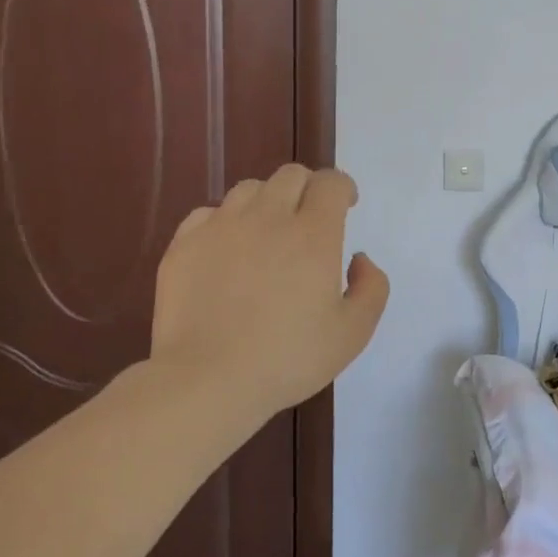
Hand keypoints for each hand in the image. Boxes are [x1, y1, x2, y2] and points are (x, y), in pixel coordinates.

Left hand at [138, 165, 389, 425]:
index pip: (330, 182)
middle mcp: (268, 217)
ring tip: (267, 234)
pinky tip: (228, 251)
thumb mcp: (353, 333)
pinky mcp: (185, 245)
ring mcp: (221, 227)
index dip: (342, 188)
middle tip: (309, 219)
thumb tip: (359, 258)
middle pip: (291, 175)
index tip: (346, 206)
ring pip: (249, 189)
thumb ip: (372, 288)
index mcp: (313, 234)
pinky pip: (209, 214)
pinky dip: (226, 223)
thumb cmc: (288, 359)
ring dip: (267, 202)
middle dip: (307, 188)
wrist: (207, 380)